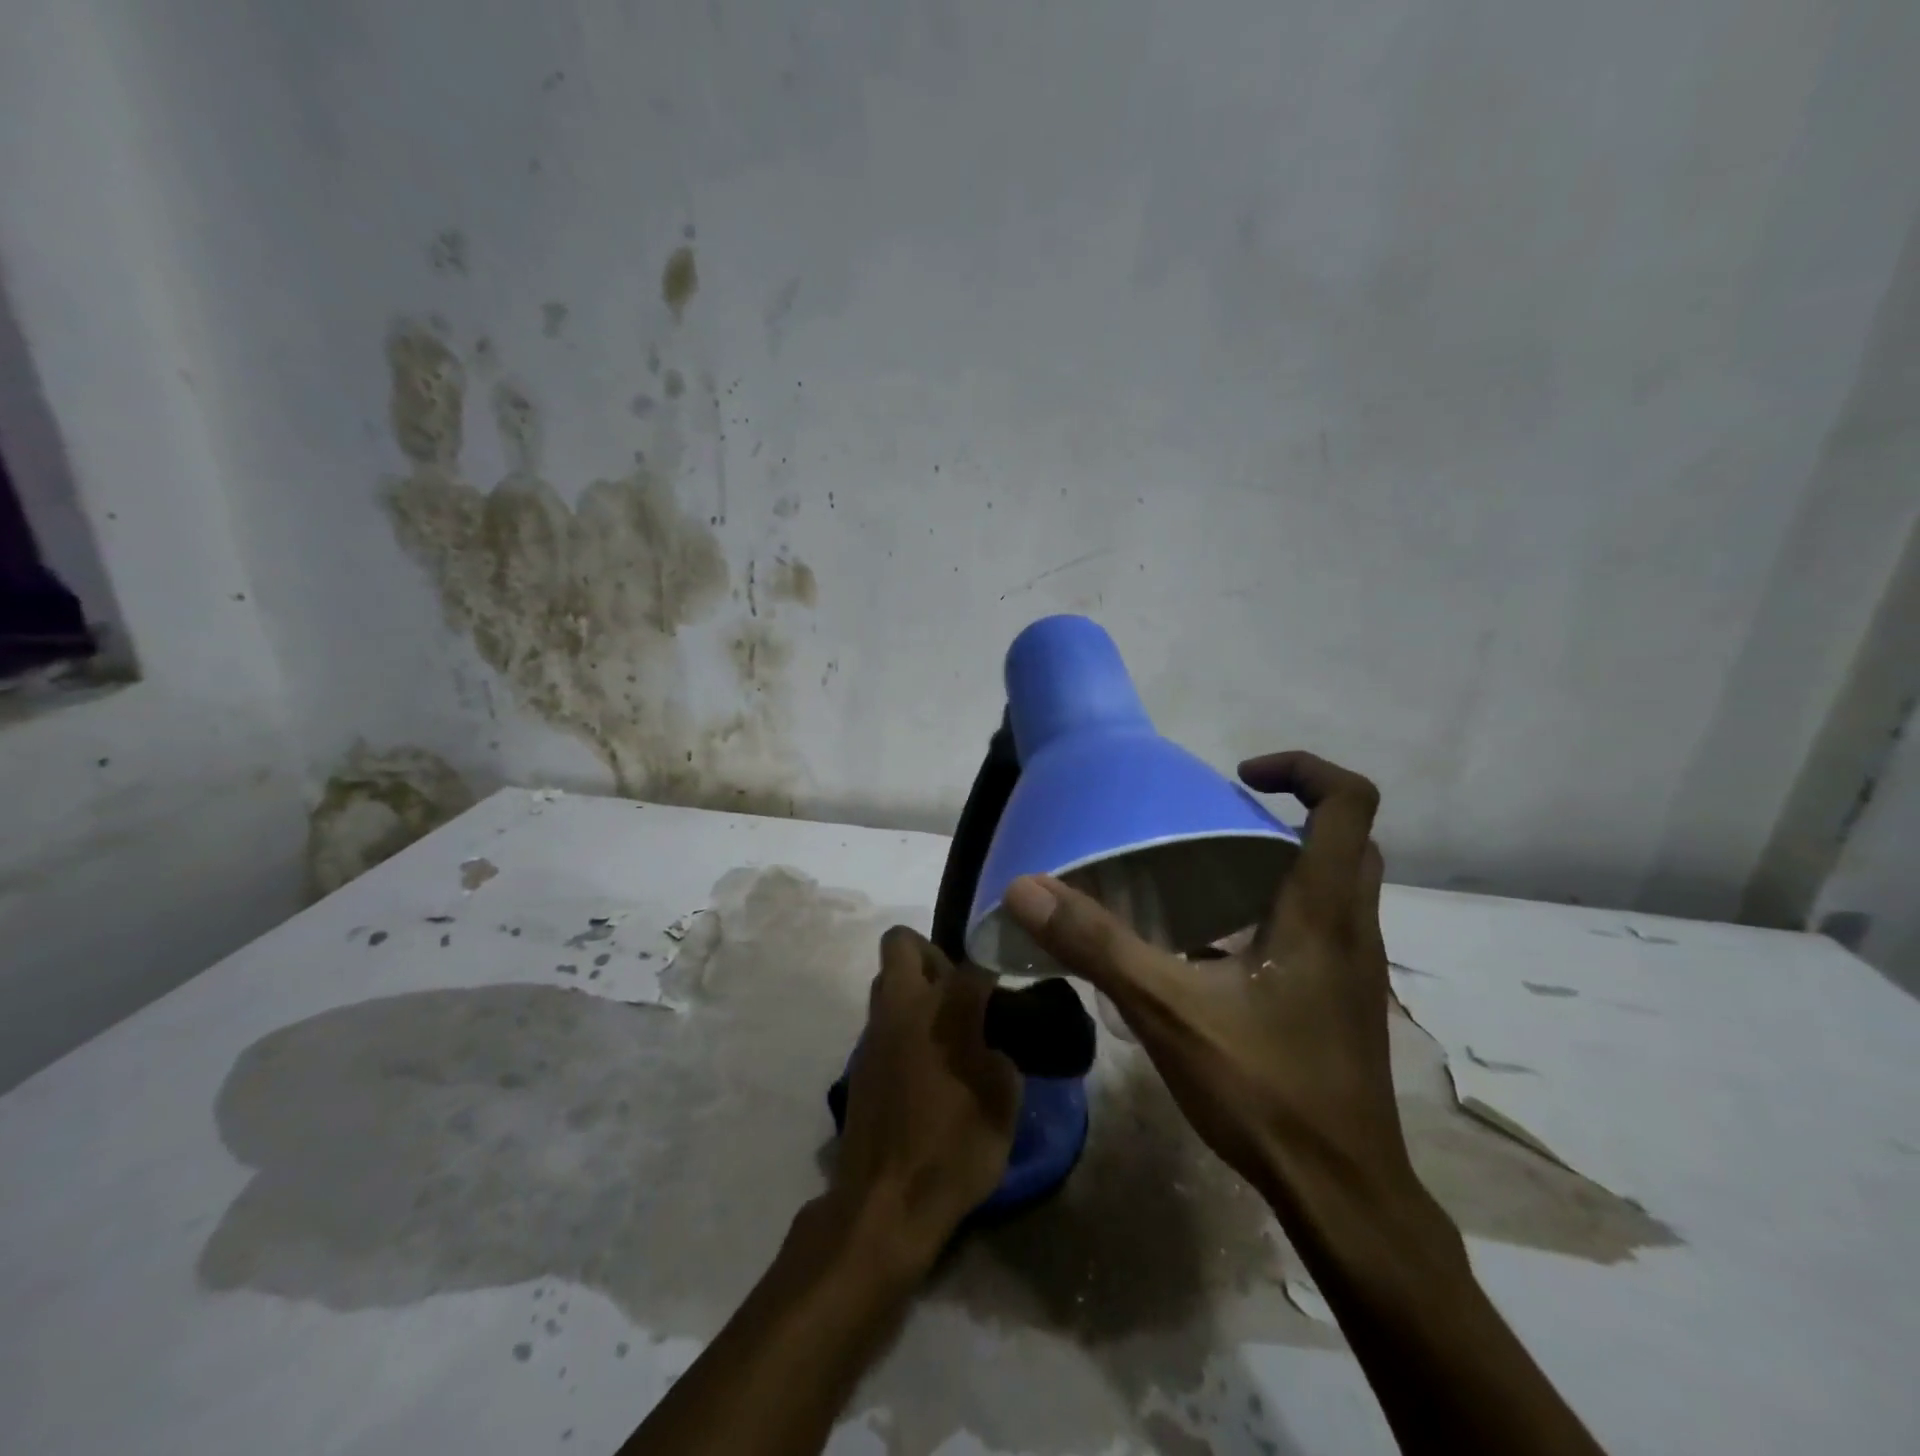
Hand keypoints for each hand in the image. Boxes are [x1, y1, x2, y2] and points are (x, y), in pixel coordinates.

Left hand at [832, 927, 1019, 1269]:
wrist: (885, 1203)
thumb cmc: (954, 1151)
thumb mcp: (1003, 1104)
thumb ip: (1001, 1056)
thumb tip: (991, 1042)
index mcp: (944, 1010)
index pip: (974, 962)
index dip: (995, 965)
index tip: (1009, 982)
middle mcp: (903, 1006)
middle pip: (903, 943)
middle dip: (932, 953)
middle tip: (960, 990)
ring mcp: (874, 1032)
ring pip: (886, 979)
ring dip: (913, 987)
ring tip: (944, 1027)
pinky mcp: (859, 1060)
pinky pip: (881, 1018)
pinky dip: (902, 1024)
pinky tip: (923, 1061)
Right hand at [1002, 751, 1403, 1203]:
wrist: (1342, 1195)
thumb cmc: (1266, 1090)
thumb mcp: (1168, 1010)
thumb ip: (1097, 945)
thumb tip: (1027, 887)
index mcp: (1322, 911)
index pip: (1350, 803)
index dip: (1303, 769)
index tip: (1239, 777)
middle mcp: (1353, 929)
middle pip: (1349, 839)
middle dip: (1293, 811)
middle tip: (1221, 821)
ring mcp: (1356, 969)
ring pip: (1340, 885)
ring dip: (1289, 859)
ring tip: (1213, 872)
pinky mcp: (1344, 1002)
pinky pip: (1325, 928)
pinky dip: (1284, 909)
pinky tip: (1222, 947)